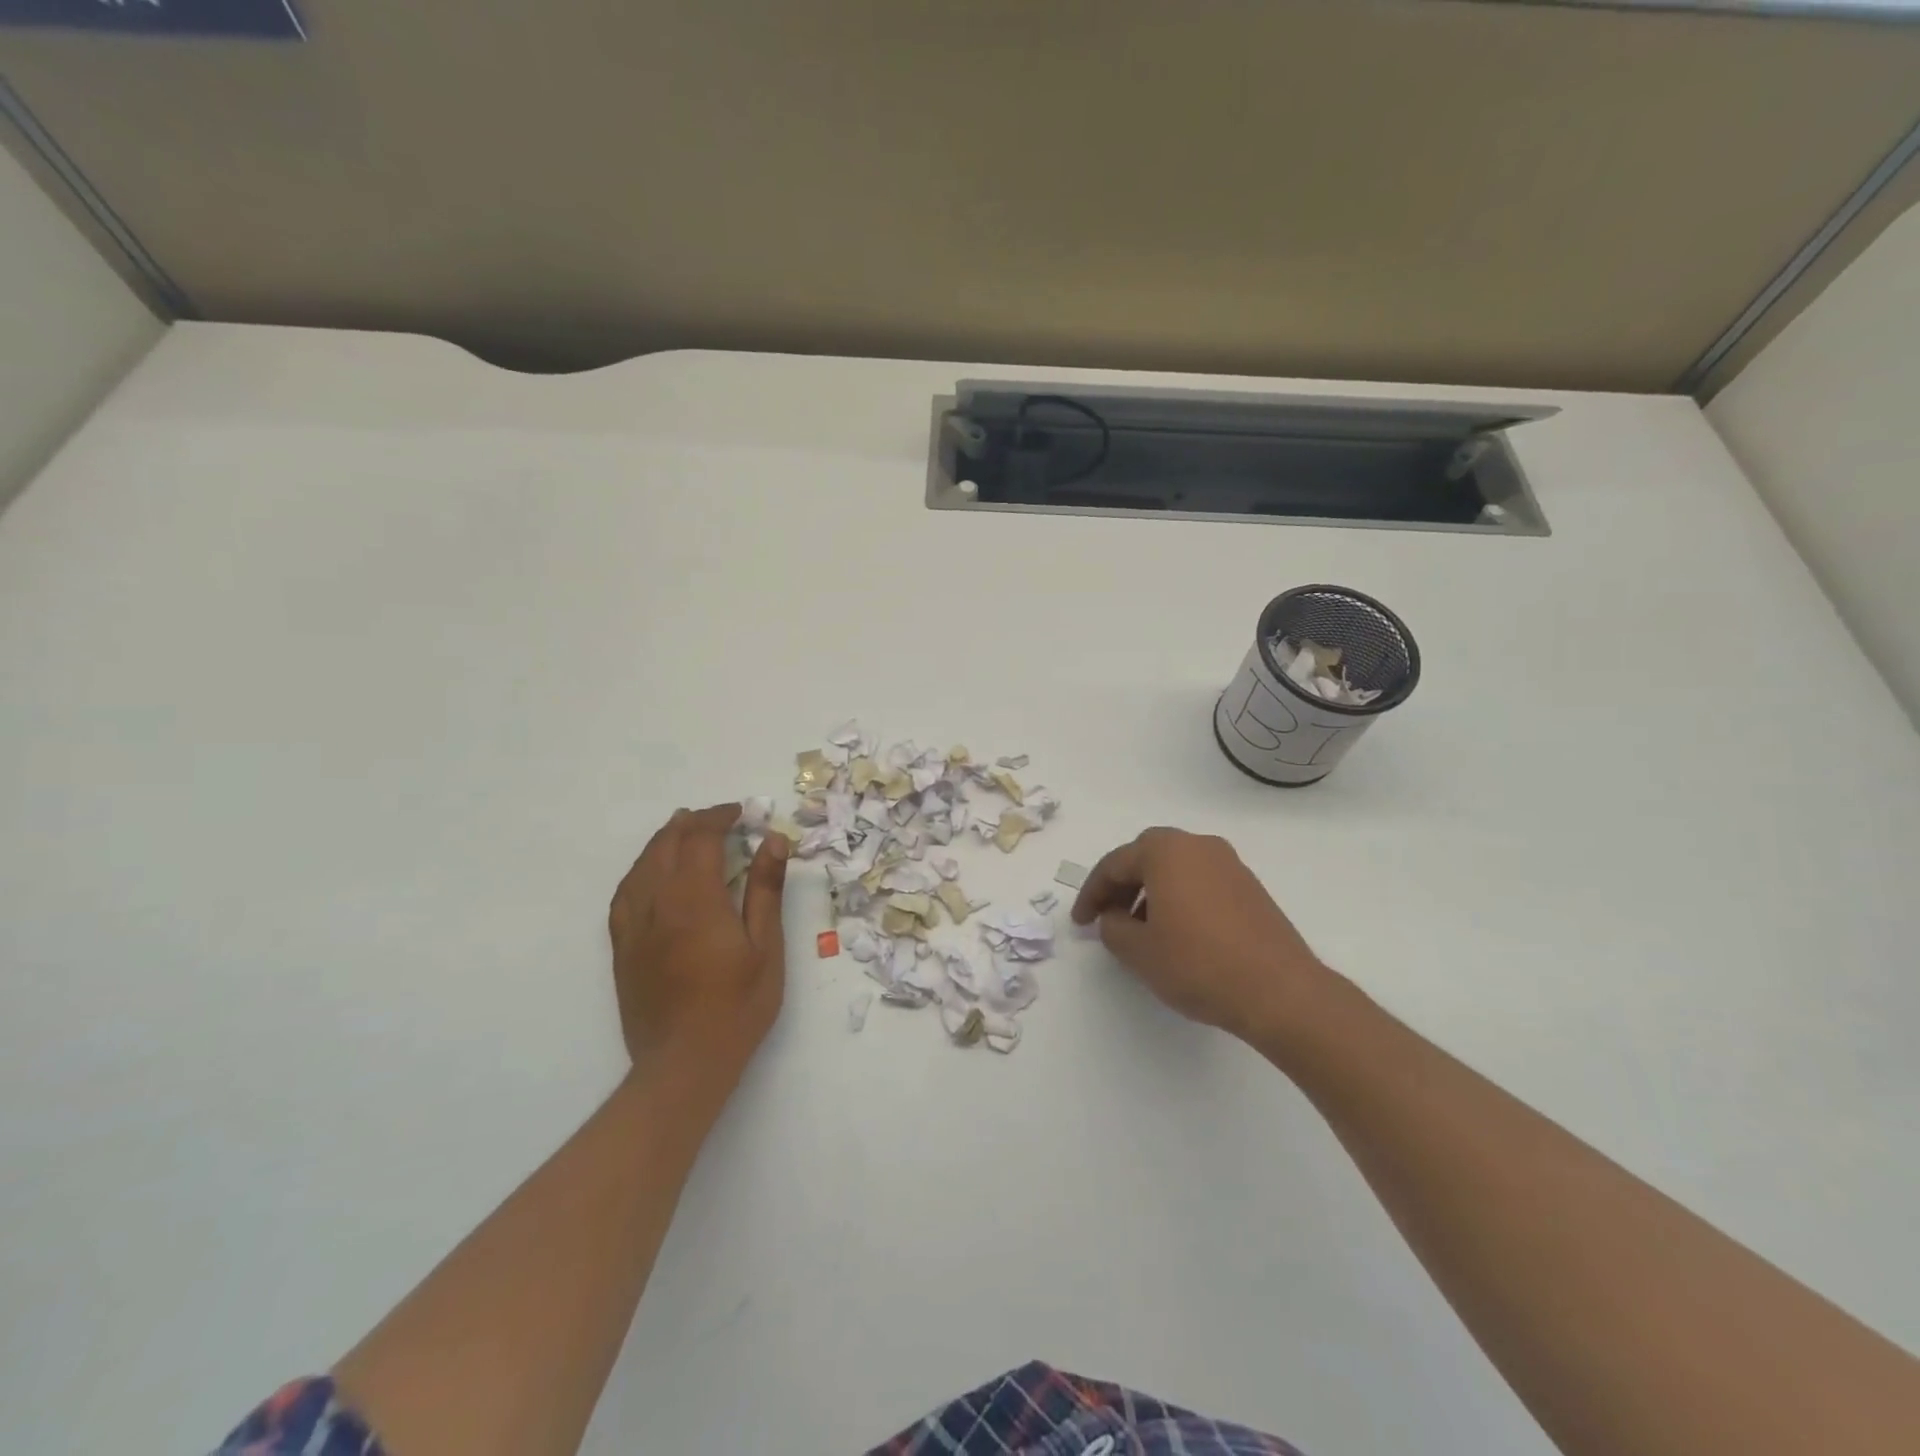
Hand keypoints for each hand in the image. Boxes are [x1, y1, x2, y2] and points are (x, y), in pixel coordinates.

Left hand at [608, 804, 788, 1078]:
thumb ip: (766, 890)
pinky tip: (649, 873)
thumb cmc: (737, 1006)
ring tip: (682, 830)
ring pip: (642, 865)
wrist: (683, 1064)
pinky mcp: (622, 947)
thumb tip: (772, 840)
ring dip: (663, 841)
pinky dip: (640, 870)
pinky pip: (624, 893)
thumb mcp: (766, 947)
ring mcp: (634, 925)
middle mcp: (657, 903)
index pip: (701, 839)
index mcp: (695, 899)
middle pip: (667, 845)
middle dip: (691, 823)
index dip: (719, 817)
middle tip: (717, 818)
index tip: (740, 812)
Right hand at [1070, 827, 1329, 1039]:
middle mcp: (1198, 845)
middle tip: (1108, 917)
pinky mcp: (1250, 887)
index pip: (1114, 864)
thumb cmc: (1198, 964)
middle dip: (1122, 886)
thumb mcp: (1139, 951)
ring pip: (1175, 868)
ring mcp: (1229, 864)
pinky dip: (1179, 898)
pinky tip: (1177, 933)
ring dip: (1151, 892)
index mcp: (1166, 851)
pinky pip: (1200, 882)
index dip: (1091, 894)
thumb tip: (1115, 918)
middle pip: (1146, 857)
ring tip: (1141, 931)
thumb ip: (1113, 928)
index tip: (1080, 923)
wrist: (1280, 991)